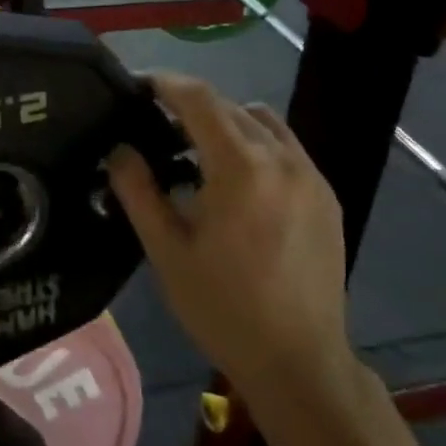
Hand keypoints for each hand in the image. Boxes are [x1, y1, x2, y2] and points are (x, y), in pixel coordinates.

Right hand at [107, 75, 350, 414]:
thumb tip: (119, 148)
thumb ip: (138, 190)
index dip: (166, 83)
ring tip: (196, 148)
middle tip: (156, 122)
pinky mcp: (326, 197)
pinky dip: (255, 144)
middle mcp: (282, 159)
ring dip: (226, 121)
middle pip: (231, 106)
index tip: (139, 84)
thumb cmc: (223, 307)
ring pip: (263, 122)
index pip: (200, 99)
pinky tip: (236, 179)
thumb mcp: (166, 250)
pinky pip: (286, 148)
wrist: (299, 363)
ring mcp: (311, 177)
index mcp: (240, 168)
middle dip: (191, 104)